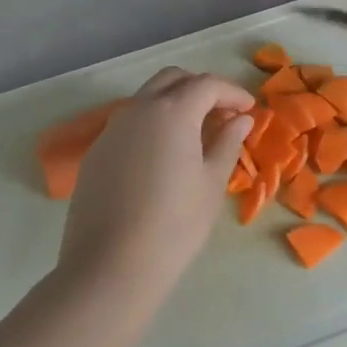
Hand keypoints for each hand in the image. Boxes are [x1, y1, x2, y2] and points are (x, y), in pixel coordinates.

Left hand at [58, 67, 254, 311]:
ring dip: (174, 103)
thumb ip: (228, 142)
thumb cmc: (174, 225)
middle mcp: (139, 109)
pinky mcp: (96, 152)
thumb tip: (241, 119)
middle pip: (173, 79)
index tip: (249, 110)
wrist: (110, 267)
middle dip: (201, 88)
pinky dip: (152, 124)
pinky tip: (163, 155)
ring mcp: (112, 129)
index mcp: (173, 111)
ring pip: (148, 98)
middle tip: (223, 114)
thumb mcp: (212, 183)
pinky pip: (130, 123)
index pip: (207, 85)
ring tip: (195, 133)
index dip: (232, 93)